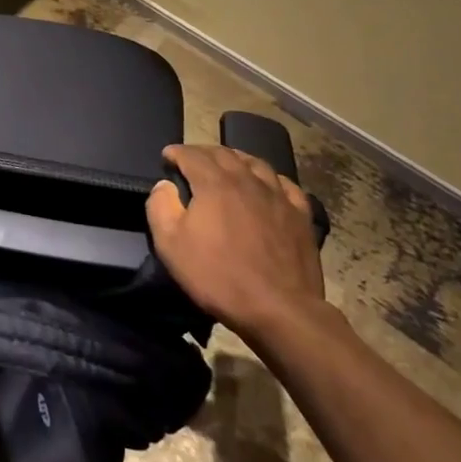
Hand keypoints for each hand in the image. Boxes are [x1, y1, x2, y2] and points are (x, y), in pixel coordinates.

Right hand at [145, 144, 327, 340]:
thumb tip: (164, 185)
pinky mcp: (300, 215)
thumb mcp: (171, 245)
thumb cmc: (218, 276)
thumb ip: (161, 207)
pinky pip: (285, 185)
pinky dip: (270, 178)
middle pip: (223, 154)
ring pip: (255, 163)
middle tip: (191, 159)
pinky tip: (266, 185)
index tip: (167, 157)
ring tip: (227, 164)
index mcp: (214, 184)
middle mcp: (247, 181)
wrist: (278, 309)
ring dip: (236, 159)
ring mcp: (277, 196)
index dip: (176, 152)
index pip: (191, 155)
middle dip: (203, 152)